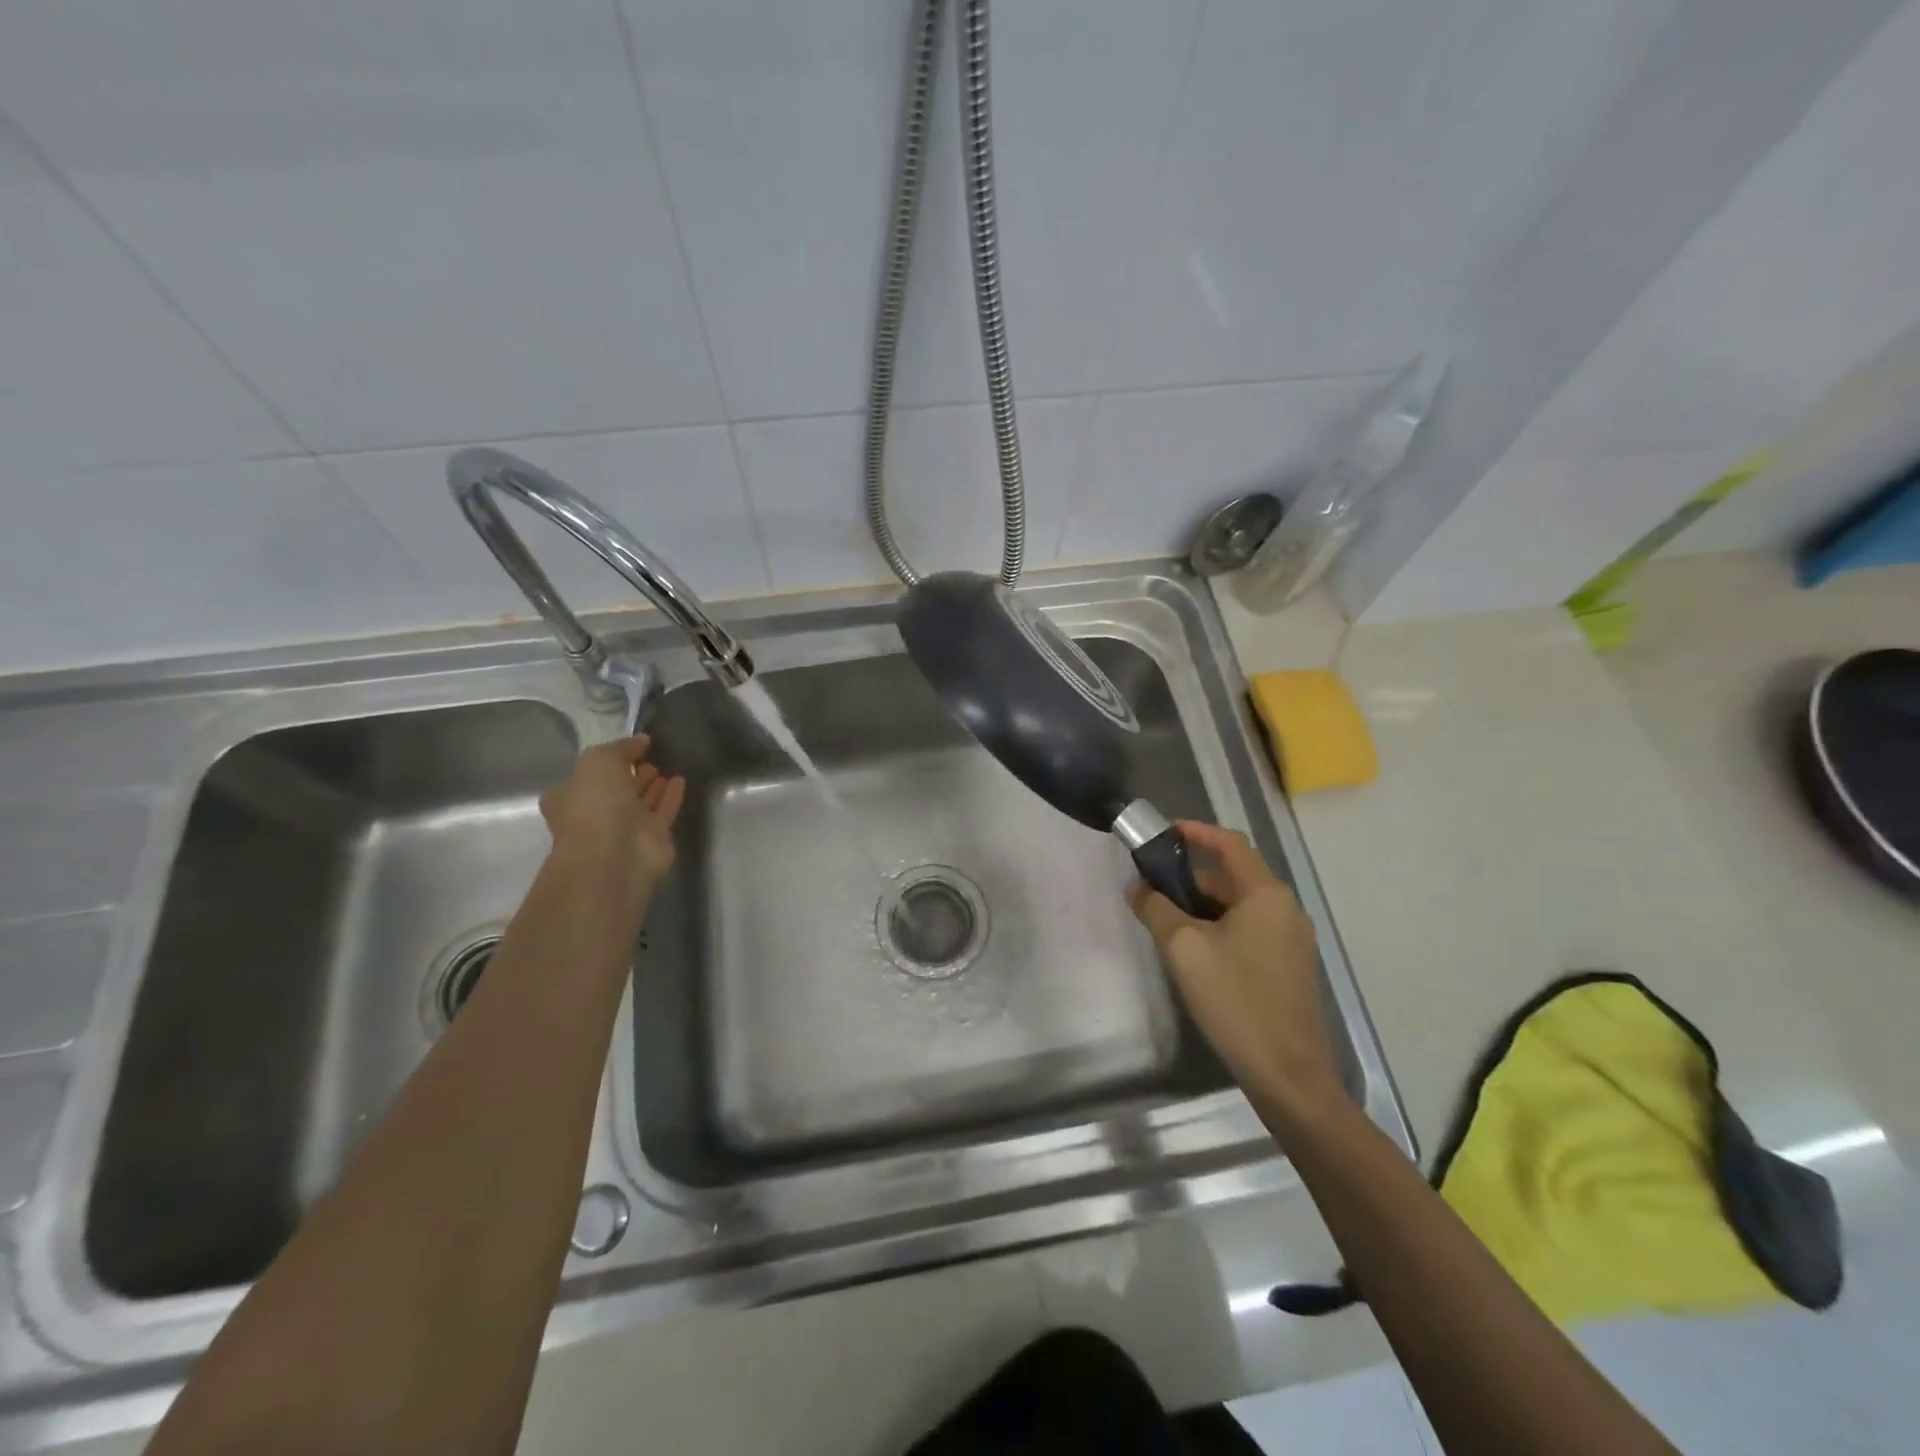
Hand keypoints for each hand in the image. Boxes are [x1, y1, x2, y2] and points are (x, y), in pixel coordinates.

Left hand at [539, 734, 685, 893]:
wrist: (615, 854)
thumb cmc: (596, 804)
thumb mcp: (598, 761)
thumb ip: (619, 748)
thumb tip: (640, 741)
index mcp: (570, 796)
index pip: (586, 774)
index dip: (608, 759)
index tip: (631, 746)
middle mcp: (596, 813)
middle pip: (616, 789)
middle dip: (631, 773)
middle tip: (649, 756)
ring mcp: (624, 828)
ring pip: (641, 802)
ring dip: (652, 785)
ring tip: (666, 766)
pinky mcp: (653, 838)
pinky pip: (664, 811)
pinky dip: (671, 796)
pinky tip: (680, 779)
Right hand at [1128, 821, 1344, 1133]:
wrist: (1288, 1075)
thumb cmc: (1235, 1000)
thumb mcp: (1183, 948)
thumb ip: (1156, 908)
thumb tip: (1137, 887)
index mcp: (1266, 894)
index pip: (1229, 843)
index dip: (1194, 831)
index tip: (1160, 833)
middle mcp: (1285, 909)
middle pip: (1232, 875)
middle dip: (1190, 874)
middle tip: (1150, 883)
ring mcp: (1291, 940)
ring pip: (1239, 905)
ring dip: (1201, 903)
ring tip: (1163, 916)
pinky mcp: (1288, 967)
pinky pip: (1248, 930)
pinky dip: (1218, 926)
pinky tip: (1192, 950)